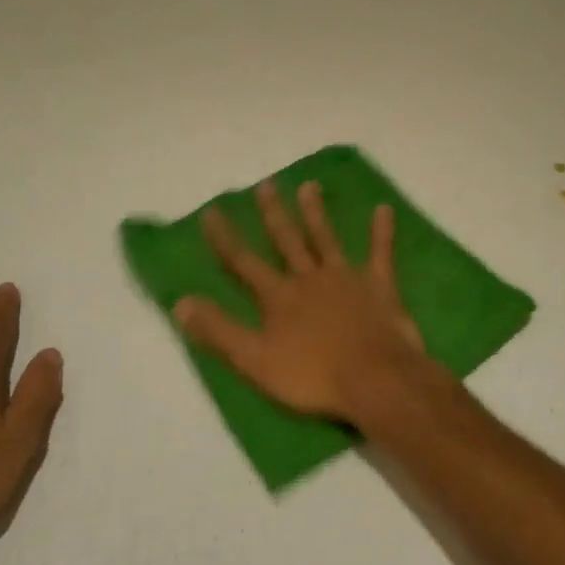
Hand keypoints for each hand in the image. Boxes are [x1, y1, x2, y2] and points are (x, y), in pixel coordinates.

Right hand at [174, 180, 436, 425]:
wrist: (375, 380)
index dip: (225, 238)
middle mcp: (309, 278)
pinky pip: (381, 253)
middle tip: (266, 184)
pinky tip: (384, 209)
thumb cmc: (313, 376)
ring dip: (316, 212)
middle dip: (273, 213)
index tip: (211, 211)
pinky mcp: (379, 286)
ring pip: (326, 239)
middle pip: (287, 240)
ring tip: (309, 185)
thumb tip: (180, 302)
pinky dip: (382, 231)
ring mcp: (346, 278)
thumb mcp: (255, 361)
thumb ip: (219, 330)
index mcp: (279, 297)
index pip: (244, 262)